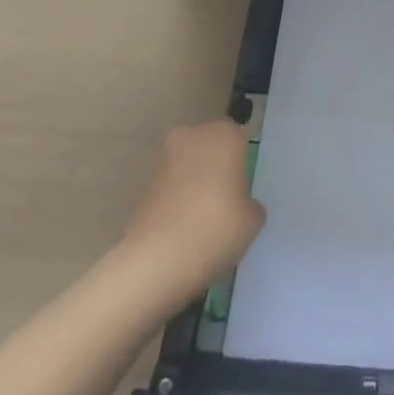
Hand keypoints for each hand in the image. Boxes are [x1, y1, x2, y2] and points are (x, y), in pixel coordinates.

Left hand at [118, 119, 264, 304]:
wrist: (157, 259)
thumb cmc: (216, 228)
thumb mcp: (253, 219)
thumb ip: (249, 202)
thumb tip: (238, 204)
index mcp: (223, 135)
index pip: (237, 137)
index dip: (240, 160)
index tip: (242, 184)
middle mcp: (191, 136)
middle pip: (208, 145)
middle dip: (214, 165)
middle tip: (223, 198)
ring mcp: (162, 158)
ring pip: (185, 164)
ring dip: (191, 181)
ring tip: (199, 217)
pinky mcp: (141, 183)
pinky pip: (167, 185)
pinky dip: (173, 198)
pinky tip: (180, 227)